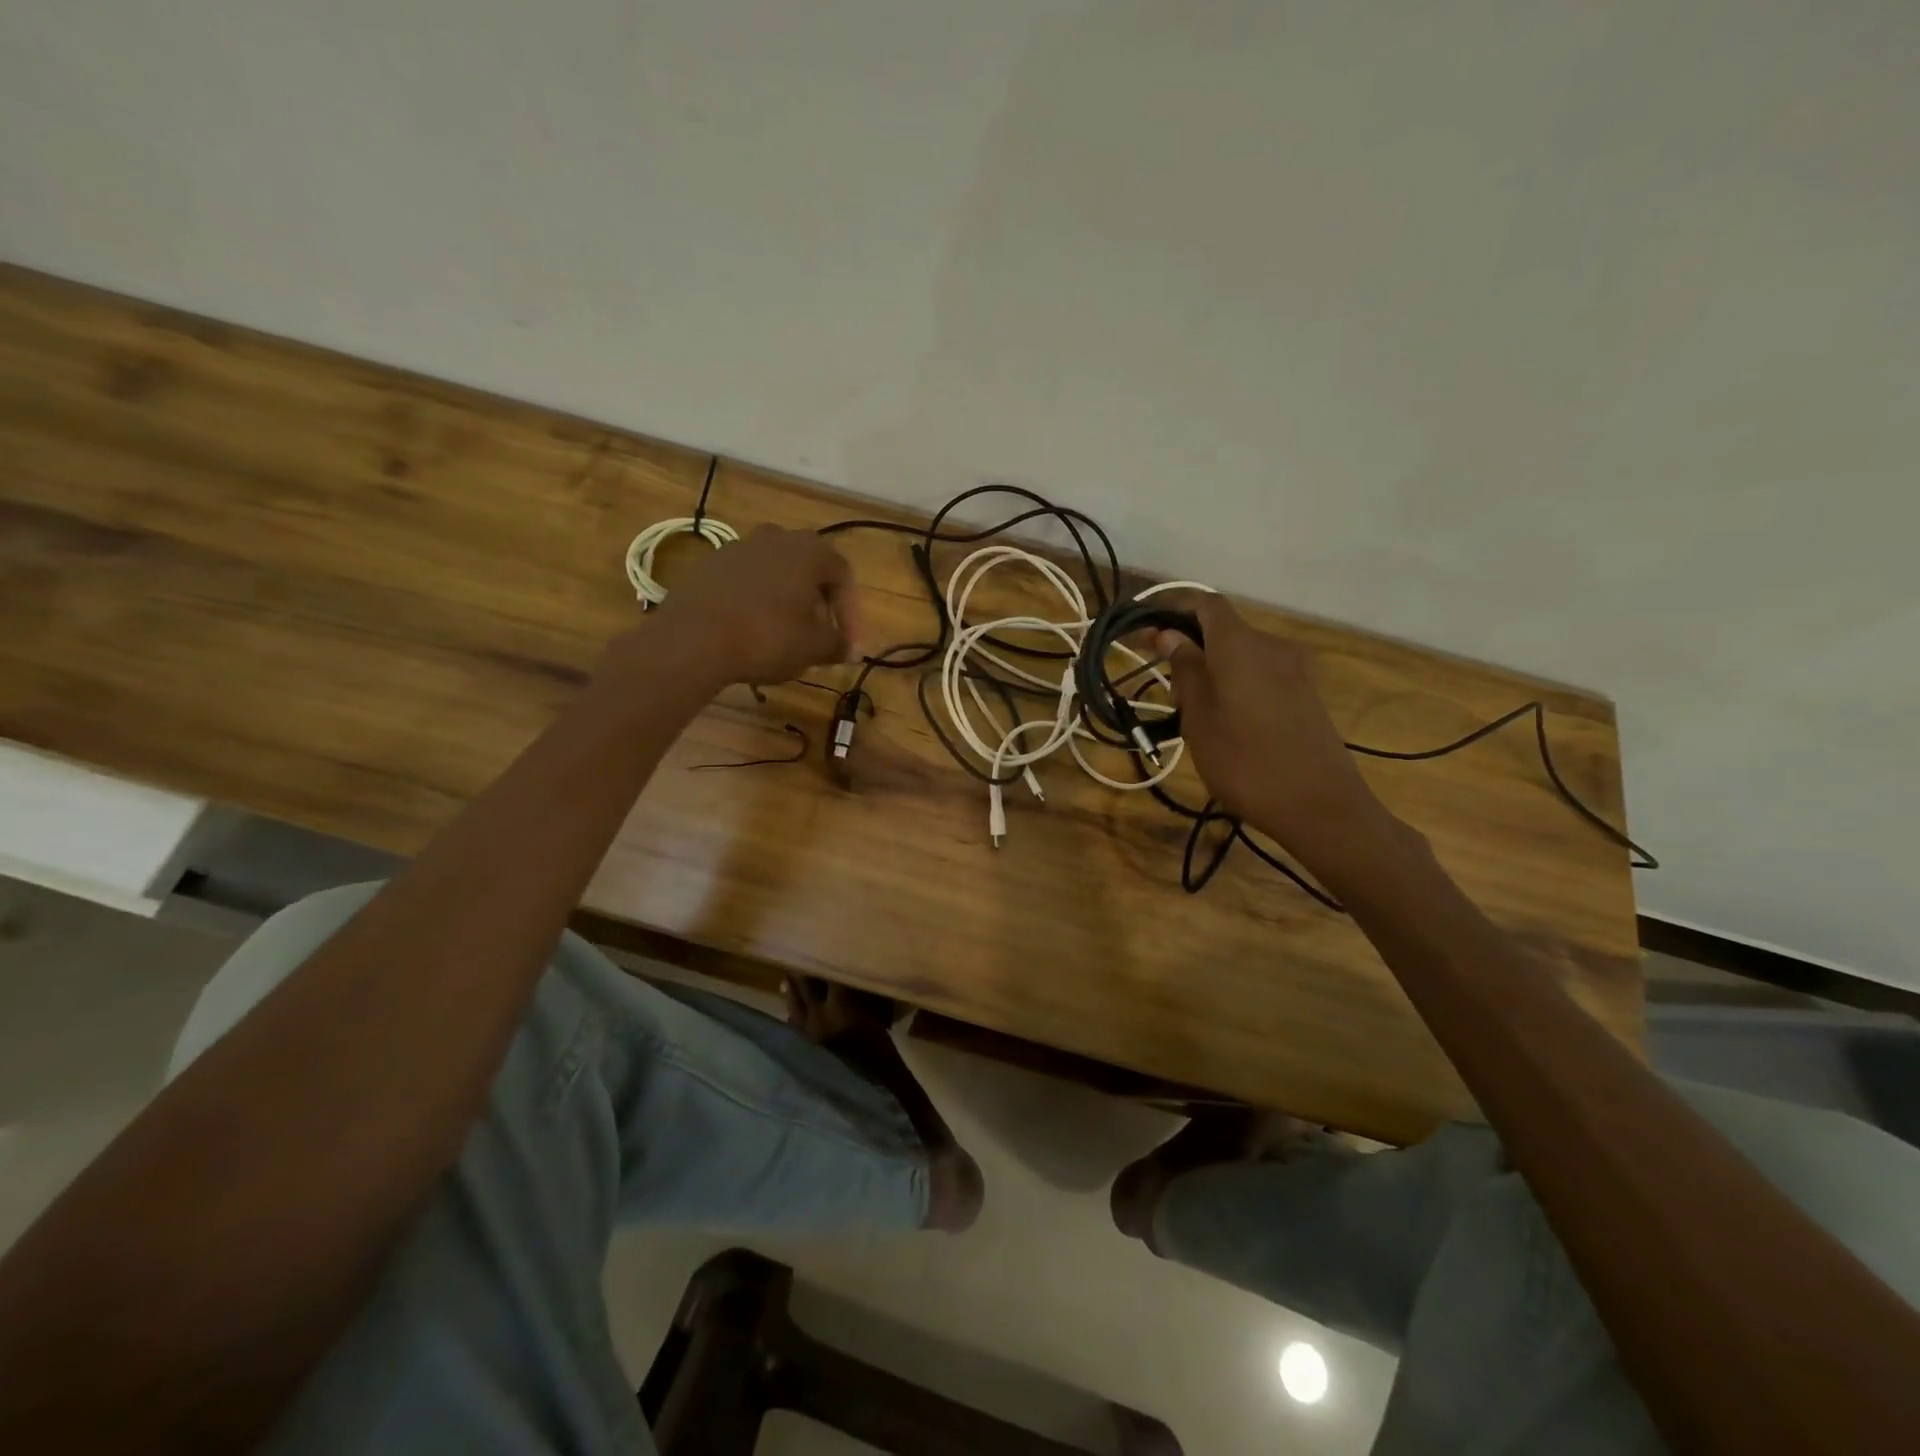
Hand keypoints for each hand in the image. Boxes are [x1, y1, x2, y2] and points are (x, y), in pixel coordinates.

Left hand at [647, 525, 861, 687]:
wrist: (692, 639)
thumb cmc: (768, 637)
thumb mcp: (814, 646)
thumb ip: (838, 644)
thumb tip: (848, 648)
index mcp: (808, 550)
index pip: (843, 576)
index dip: (851, 613)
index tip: (847, 645)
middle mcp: (775, 538)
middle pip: (808, 571)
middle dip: (818, 605)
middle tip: (820, 638)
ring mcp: (737, 548)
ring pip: (775, 576)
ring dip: (786, 603)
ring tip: (786, 637)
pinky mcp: (708, 566)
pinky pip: (745, 584)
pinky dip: (756, 604)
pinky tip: (751, 632)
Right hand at [1156, 594, 1381, 856]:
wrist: (1321, 806)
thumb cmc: (1246, 763)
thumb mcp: (1200, 719)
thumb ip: (1185, 671)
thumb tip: (1169, 636)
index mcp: (1241, 645)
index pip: (1204, 603)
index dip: (1171, 608)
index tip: (1142, 629)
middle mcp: (1271, 646)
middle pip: (1222, 628)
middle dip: (1187, 644)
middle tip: (1159, 680)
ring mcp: (1294, 669)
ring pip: (1240, 652)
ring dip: (1209, 666)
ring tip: (1186, 706)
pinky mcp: (1305, 693)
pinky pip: (1260, 671)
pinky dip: (1233, 680)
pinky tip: (1221, 716)